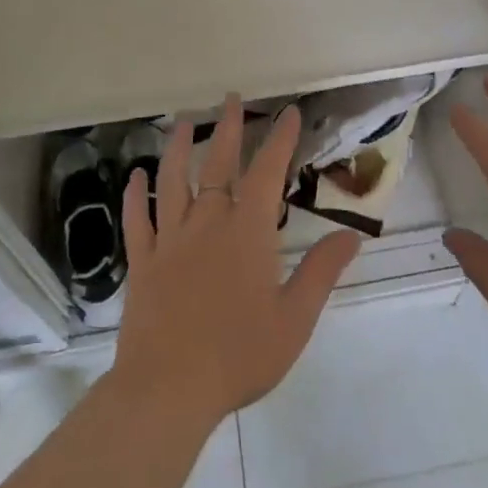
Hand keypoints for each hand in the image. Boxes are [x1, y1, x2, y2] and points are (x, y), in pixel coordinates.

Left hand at [110, 94, 360, 427]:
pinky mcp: (143, 262)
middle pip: (218, 164)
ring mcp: (170, 239)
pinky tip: (135, 176)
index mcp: (247, 232)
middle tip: (231, 98)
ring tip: (183, 122)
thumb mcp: (294, 319)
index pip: (267, 172)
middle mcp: (208, 223)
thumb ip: (321, 272)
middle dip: (228, 128)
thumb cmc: (238, 356)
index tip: (289, 112)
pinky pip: (137, 220)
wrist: (168, 389)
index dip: (280, 139)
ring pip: (173, 181)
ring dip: (178, 148)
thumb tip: (352, 236)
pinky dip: (135, 195)